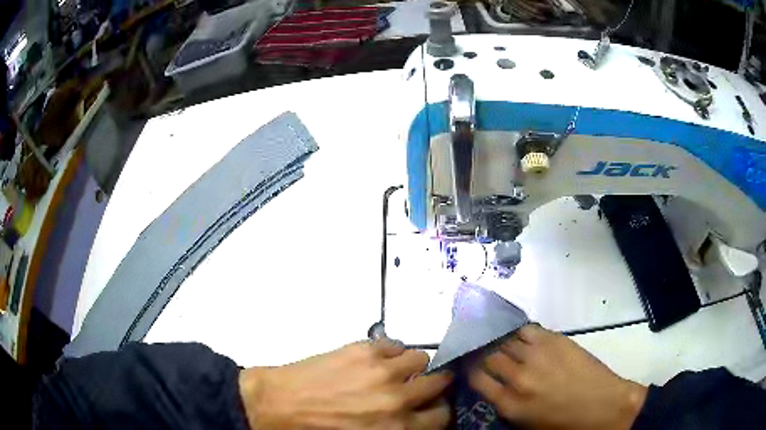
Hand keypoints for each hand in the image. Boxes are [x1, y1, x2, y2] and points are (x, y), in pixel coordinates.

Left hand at [239, 340, 451, 428]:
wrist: (277, 406)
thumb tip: (412, 419)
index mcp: (398, 428)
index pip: (442, 415)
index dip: (438, 410)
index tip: (430, 407)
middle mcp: (397, 399)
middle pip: (439, 382)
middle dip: (433, 385)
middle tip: (417, 387)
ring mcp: (381, 371)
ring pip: (421, 358)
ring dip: (413, 366)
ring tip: (396, 371)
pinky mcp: (363, 350)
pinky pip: (395, 343)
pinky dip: (391, 351)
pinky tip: (377, 360)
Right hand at [469, 324, 646, 429]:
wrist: (602, 405)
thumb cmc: (563, 422)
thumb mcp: (526, 424)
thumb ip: (505, 404)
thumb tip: (493, 385)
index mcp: (509, 403)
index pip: (476, 378)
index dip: (468, 367)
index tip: (467, 362)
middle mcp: (518, 377)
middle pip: (488, 356)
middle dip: (481, 351)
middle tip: (479, 349)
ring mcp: (536, 355)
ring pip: (505, 340)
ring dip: (498, 340)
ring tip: (496, 338)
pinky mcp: (554, 340)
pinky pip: (526, 330)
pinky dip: (518, 332)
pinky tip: (518, 335)